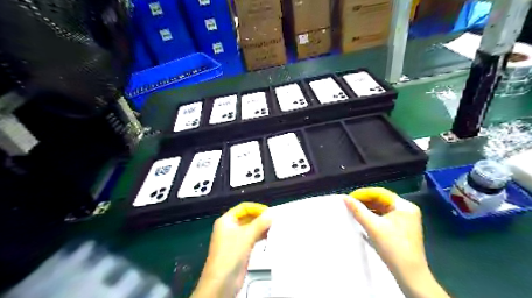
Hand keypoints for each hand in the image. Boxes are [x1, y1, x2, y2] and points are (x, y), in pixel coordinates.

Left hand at [192, 202, 271, 296]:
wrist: (222, 283)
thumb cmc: (230, 255)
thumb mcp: (246, 235)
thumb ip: (260, 223)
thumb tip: (272, 213)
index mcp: (226, 220)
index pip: (244, 208)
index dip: (256, 208)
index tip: (269, 211)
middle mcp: (230, 228)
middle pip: (247, 217)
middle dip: (260, 218)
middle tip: (273, 219)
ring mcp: (235, 239)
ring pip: (250, 228)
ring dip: (261, 227)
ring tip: (274, 226)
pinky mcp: (240, 249)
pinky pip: (252, 238)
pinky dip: (260, 235)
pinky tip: (269, 235)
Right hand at [343, 189, 449, 296]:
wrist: (410, 275)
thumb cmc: (393, 247)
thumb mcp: (373, 227)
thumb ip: (358, 210)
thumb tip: (344, 197)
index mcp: (404, 206)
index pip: (380, 193)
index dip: (363, 193)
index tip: (349, 197)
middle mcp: (407, 210)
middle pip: (382, 200)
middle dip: (365, 201)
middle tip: (350, 204)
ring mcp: (406, 219)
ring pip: (383, 208)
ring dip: (369, 209)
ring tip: (354, 210)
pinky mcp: (403, 228)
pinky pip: (386, 217)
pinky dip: (374, 217)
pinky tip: (364, 219)